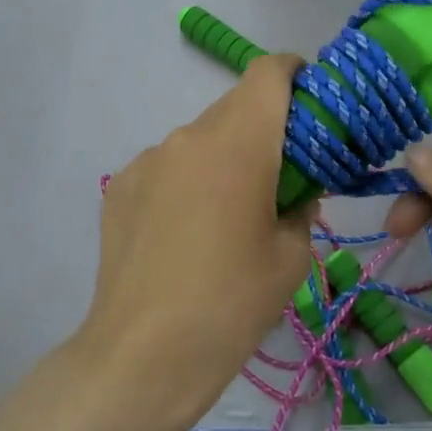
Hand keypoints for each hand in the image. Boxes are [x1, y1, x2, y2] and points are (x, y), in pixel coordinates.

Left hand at [82, 54, 313, 430]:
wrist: (144, 357)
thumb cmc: (232, 304)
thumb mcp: (292, 256)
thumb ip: (302, 206)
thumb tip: (295, 191)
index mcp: (238, 143)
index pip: (268, 74)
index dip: (294, 73)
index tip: (311, 98)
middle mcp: (189, 136)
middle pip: (235, 107)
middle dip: (264, 127)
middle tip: (281, 173)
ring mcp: (148, 160)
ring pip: (200, 139)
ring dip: (223, 157)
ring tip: (229, 213)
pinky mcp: (120, 187)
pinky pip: (168, 167)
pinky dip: (188, 181)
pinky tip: (187, 231)